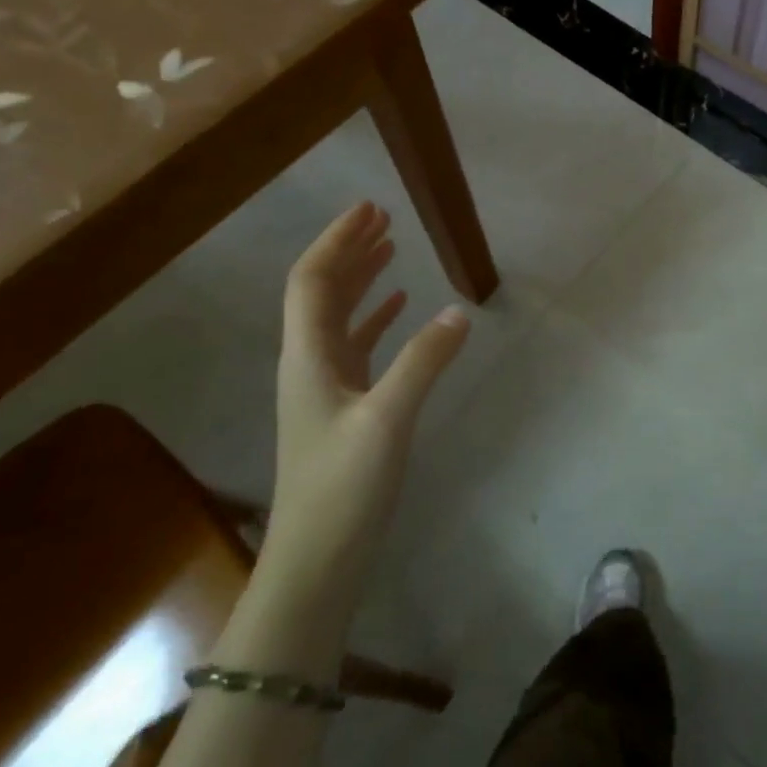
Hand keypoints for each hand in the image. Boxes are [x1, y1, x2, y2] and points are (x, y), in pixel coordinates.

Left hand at [266, 202, 469, 582]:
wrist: (318, 557)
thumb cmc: (344, 486)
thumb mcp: (388, 418)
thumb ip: (423, 361)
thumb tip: (458, 309)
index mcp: (308, 357)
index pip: (312, 281)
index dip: (337, 241)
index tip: (369, 208)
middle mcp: (309, 363)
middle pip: (322, 292)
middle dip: (349, 251)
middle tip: (382, 217)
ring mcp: (326, 386)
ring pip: (339, 316)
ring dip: (362, 279)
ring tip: (391, 249)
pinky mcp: (345, 406)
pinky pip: (358, 345)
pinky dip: (376, 318)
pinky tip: (401, 309)